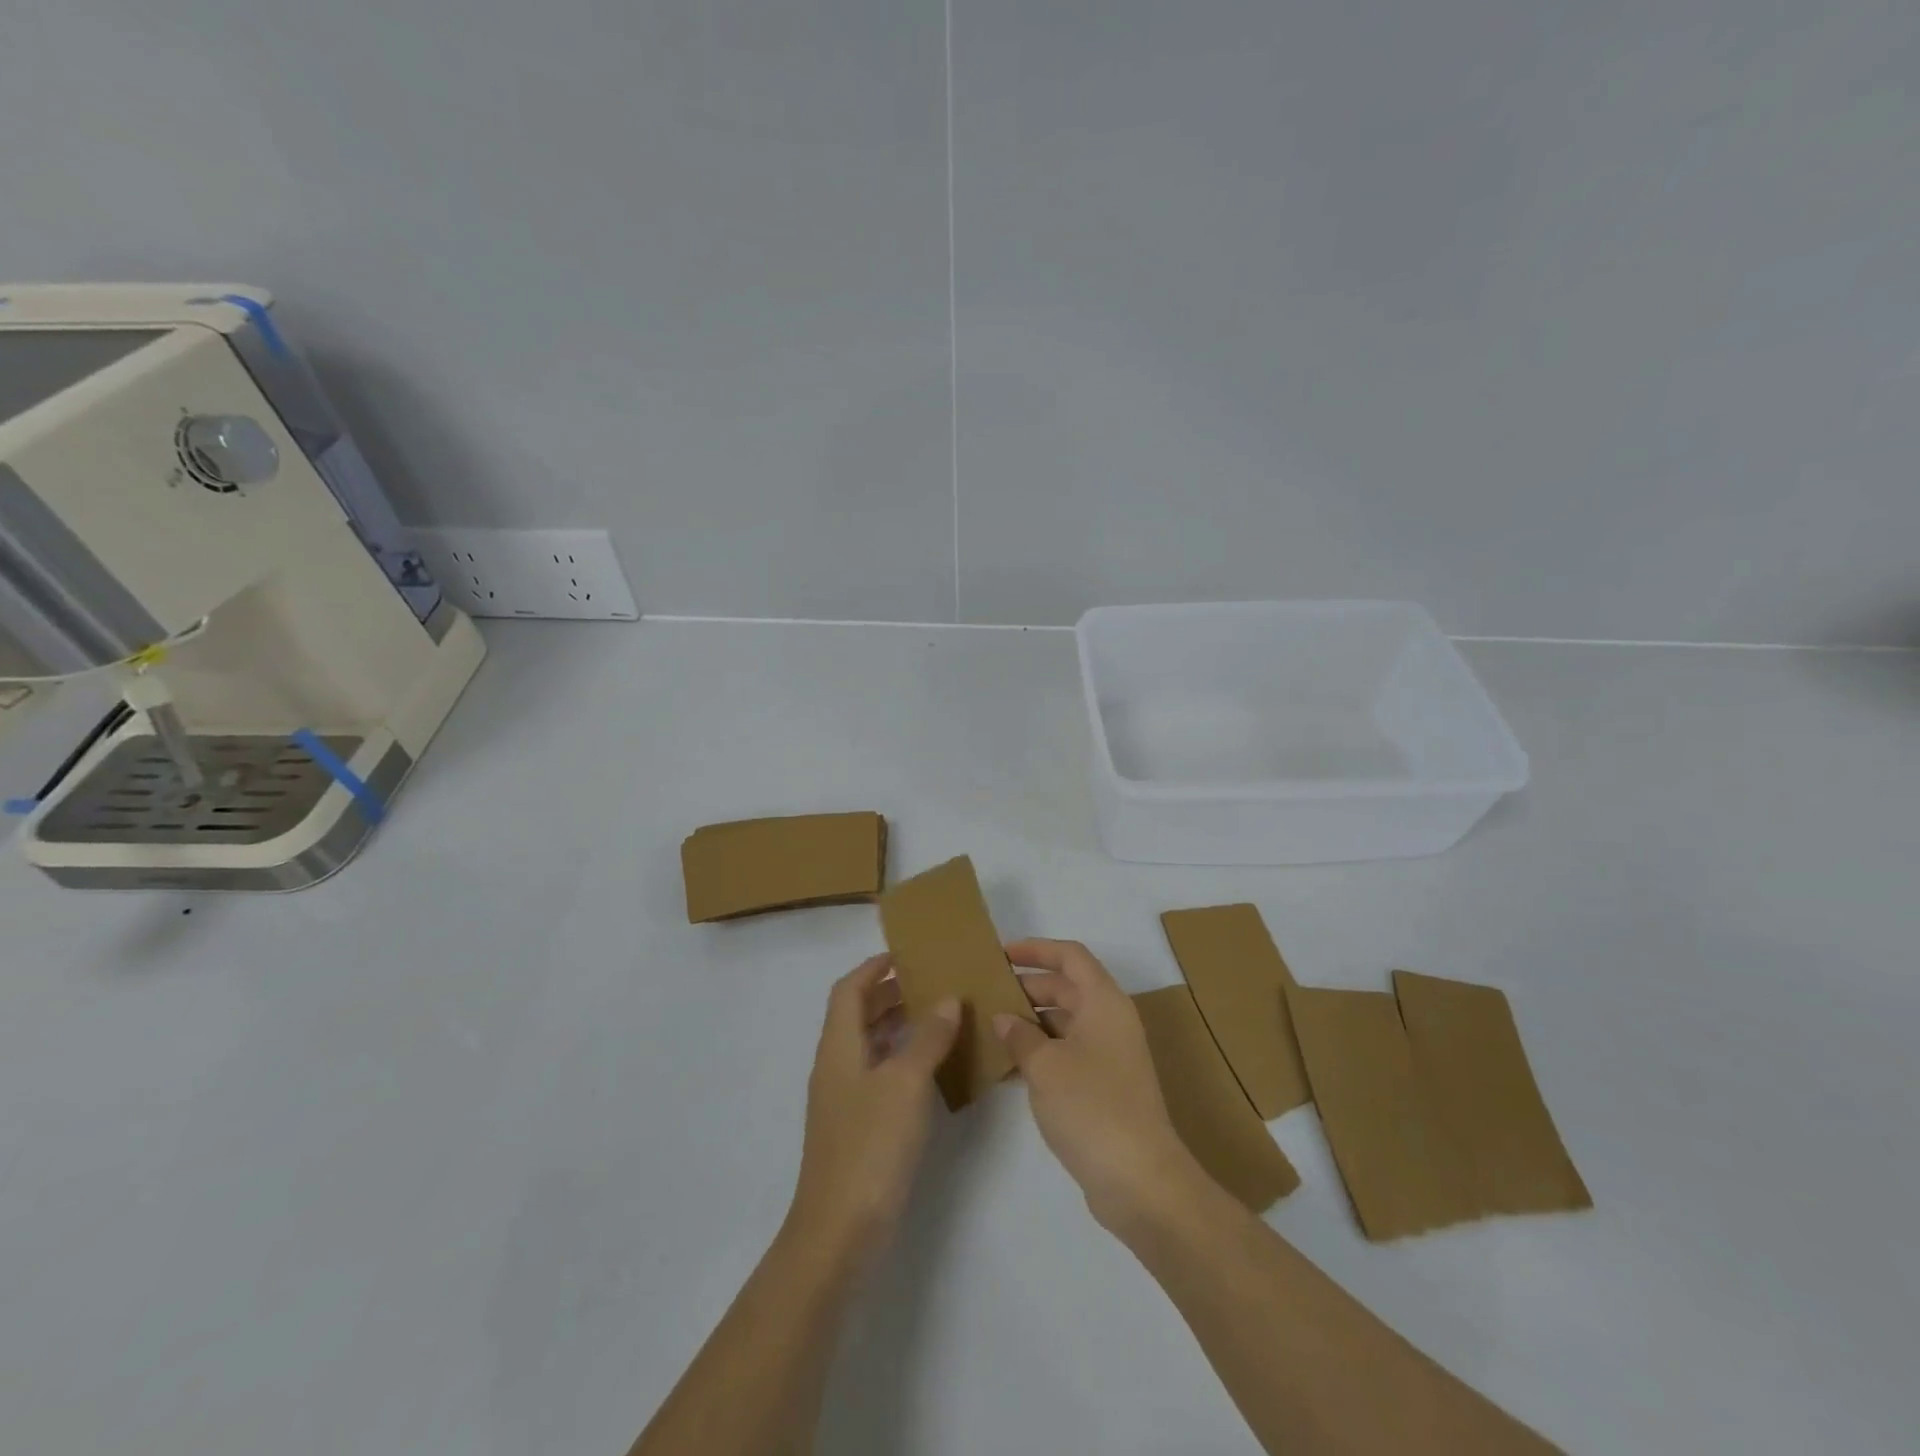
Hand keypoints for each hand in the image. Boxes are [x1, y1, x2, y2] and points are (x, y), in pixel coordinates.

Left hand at [787, 954, 960, 1260]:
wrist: (840, 1229)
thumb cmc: (871, 1144)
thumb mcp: (905, 1082)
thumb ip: (927, 1037)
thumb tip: (947, 999)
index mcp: (838, 1046)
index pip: (849, 989)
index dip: (873, 967)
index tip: (907, 954)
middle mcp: (836, 1065)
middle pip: (857, 1014)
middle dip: (890, 993)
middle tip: (932, 983)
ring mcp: (844, 1098)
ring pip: (869, 1044)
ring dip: (898, 1025)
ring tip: (938, 1017)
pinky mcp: (856, 1125)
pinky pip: (878, 1073)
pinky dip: (901, 1058)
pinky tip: (931, 1068)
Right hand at [995, 939, 1197, 1230]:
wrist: (1140, 1180)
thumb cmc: (1092, 1106)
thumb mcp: (1045, 1066)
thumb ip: (1020, 1036)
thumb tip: (1004, 1019)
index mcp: (1104, 1001)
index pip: (1070, 956)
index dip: (1037, 949)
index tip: (1002, 954)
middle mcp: (1110, 1020)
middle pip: (1067, 987)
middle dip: (1028, 986)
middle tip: (989, 992)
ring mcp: (1110, 1055)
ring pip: (1066, 1021)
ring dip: (1032, 1021)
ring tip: (992, 1026)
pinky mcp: (1105, 1086)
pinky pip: (1068, 1052)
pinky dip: (1041, 1051)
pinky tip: (1009, 1066)